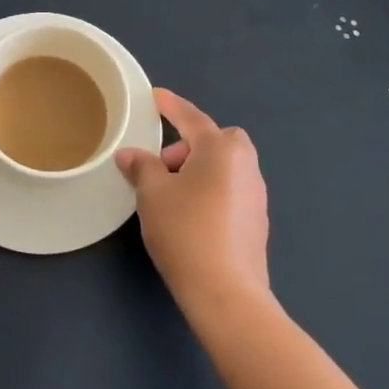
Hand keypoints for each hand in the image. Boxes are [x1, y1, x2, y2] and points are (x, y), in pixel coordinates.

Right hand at [115, 88, 269, 309]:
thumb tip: (131, 155)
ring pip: (225, 167)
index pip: (191, 117)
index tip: (156, 96)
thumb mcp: (153, 194)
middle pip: (217, 140)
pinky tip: (190, 217)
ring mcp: (256, 194)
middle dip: (191, 145)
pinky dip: (211, 191)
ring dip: (200, 170)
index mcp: (221, 149)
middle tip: (163, 166)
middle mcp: (245, 165)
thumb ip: (142, 167)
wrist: (226, 292)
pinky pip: (230, 190)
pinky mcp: (257, 222)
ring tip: (171, 195)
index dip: (170, 106)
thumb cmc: (186, 231)